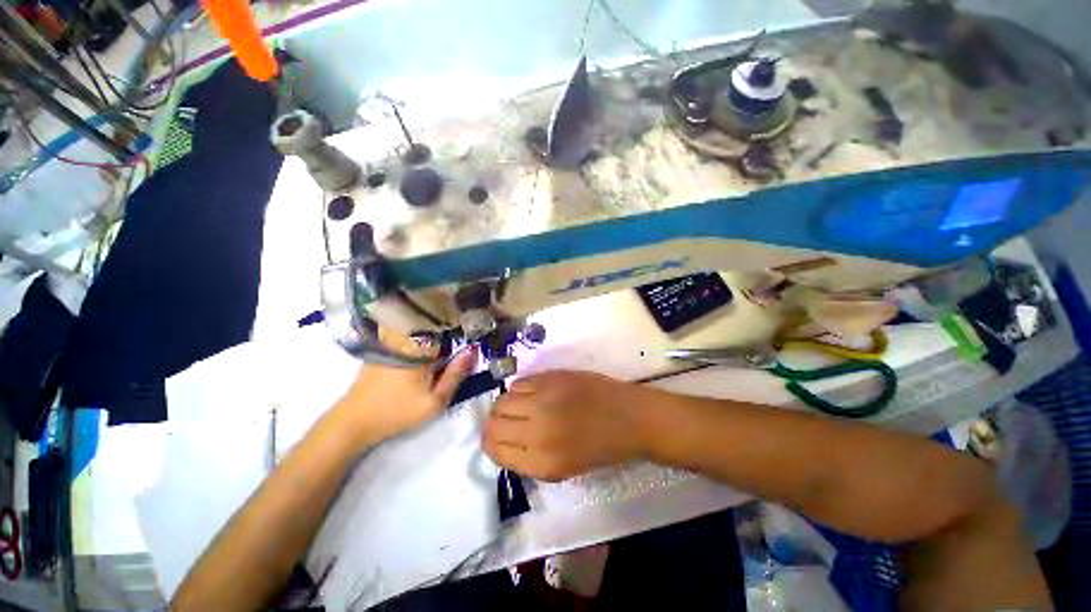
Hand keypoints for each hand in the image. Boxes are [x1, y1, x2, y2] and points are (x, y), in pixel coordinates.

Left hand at [331, 333, 476, 449]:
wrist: (353, 422)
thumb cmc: (398, 411)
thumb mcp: (435, 401)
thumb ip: (456, 375)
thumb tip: (473, 351)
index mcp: (421, 349)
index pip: (446, 324)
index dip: (460, 322)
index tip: (471, 324)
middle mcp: (405, 339)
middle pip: (432, 322)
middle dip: (447, 323)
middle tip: (461, 328)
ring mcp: (391, 342)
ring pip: (418, 327)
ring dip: (432, 327)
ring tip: (445, 332)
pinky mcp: (382, 350)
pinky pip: (406, 334)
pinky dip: (418, 335)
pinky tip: (424, 344)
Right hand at [482, 371, 650, 480]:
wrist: (629, 417)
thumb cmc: (601, 448)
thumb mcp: (563, 469)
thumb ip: (529, 458)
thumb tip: (504, 442)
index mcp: (541, 462)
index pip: (494, 450)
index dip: (491, 444)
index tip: (498, 439)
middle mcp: (537, 430)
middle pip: (492, 423)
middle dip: (493, 424)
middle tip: (506, 422)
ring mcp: (543, 400)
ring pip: (501, 400)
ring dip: (506, 405)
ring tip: (521, 407)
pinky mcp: (551, 378)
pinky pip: (519, 382)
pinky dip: (520, 390)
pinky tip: (534, 394)